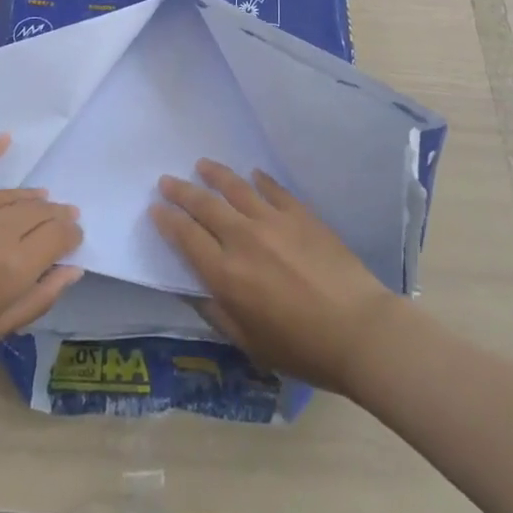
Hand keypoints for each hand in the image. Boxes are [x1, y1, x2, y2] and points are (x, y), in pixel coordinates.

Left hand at [0, 135, 82, 392]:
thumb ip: (39, 299)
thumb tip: (73, 269)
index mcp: (12, 270)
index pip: (58, 236)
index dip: (72, 234)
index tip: (74, 237)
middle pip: (39, 212)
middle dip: (57, 215)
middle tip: (63, 218)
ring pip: (12, 194)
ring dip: (32, 197)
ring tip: (42, 200)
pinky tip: (6, 139)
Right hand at [151, 159, 404, 395]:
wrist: (358, 330)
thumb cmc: (301, 348)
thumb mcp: (249, 343)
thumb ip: (217, 313)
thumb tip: (192, 288)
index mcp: (226, 274)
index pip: (186, 237)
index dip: (167, 221)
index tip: (155, 208)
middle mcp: (243, 239)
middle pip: (204, 205)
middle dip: (181, 191)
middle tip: (167, 180)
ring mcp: (273, 221)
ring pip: (235, 187)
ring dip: (215, 174)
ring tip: (202, 164)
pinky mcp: (300, 213)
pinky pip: (273, 188)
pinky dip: (259, 179)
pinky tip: (253, 174)